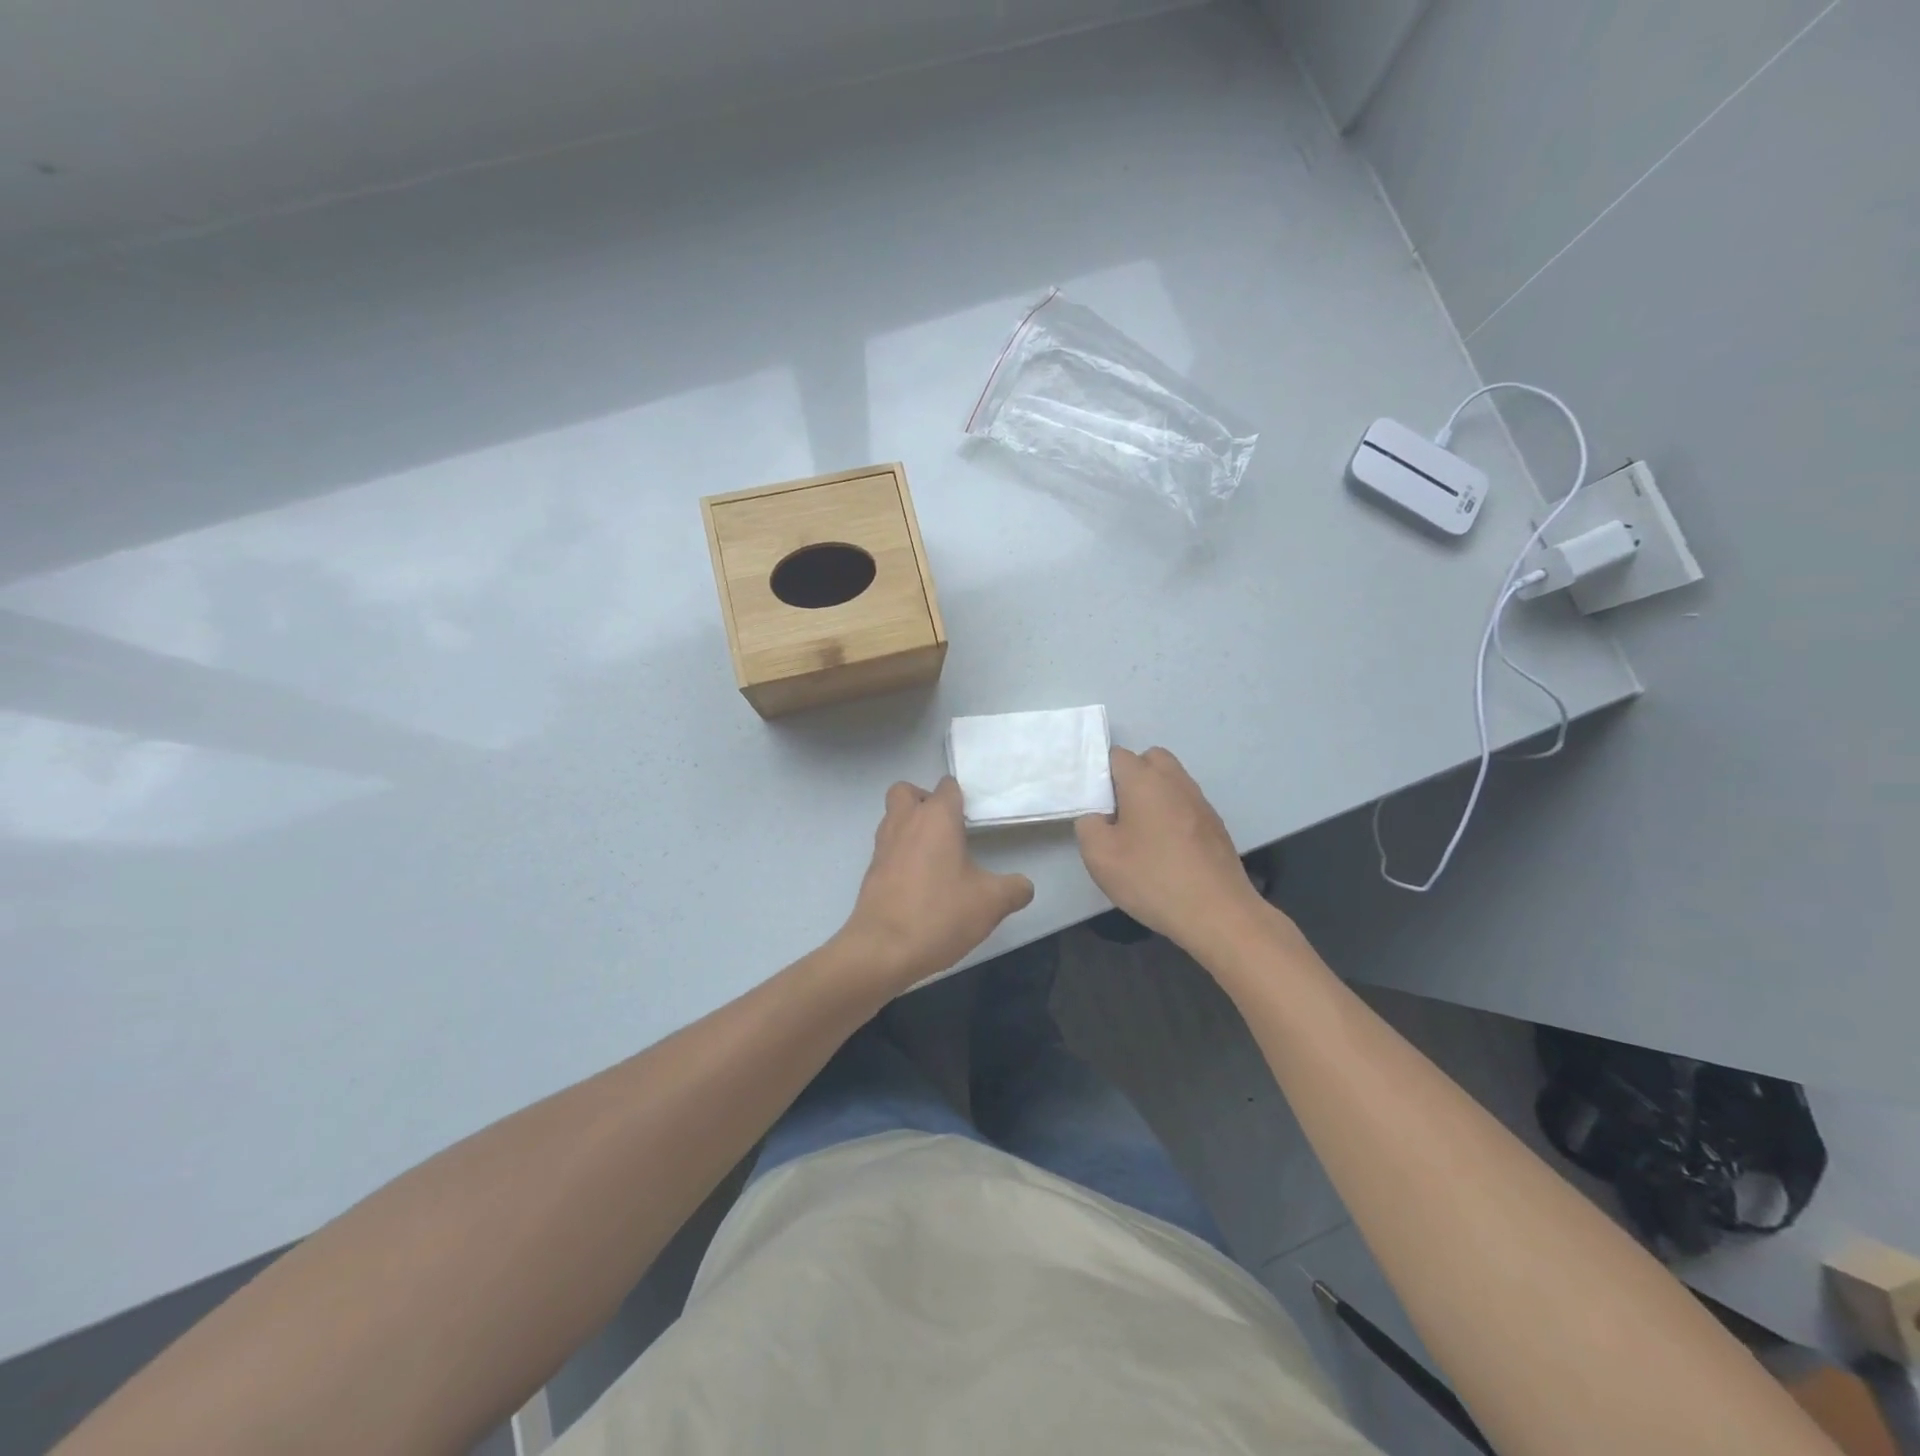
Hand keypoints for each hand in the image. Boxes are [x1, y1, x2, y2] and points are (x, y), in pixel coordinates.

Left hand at [838, 778, 1034, 990]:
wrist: (882, 950)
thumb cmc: (939, 914)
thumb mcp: (991, 903)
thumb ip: (1014, 889)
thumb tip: (1023, 886)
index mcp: (936, 818)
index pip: (947, 786)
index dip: (961, 796)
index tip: (974, 817)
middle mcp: (905, 822)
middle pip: (907, 791)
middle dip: (924, 800)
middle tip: (947, 827)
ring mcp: (883, 846)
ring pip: (893, 818)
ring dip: (911, 826)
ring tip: (937, 856)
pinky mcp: (871, 871)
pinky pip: (887, 848)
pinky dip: (901, 854)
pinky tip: (921, 882)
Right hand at [1076, 747, 1266, 951]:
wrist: (1217, 913)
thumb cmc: (1152, 878)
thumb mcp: (1099, 855)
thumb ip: (1088, 825)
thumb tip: (1098, 817)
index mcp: (1145, 780)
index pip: (1117, 756)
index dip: (1101, 775)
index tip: (1094, 805)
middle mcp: (1175, 781)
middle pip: (1150, 759)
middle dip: (1131, 777)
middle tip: (1118, 813)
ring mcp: (1200, 802)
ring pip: (1171, 782)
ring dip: (1154, 796)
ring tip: (1141, 834)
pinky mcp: (1216, 825)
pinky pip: (1186, 805)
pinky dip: (1173, 815)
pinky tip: (1166, 850)